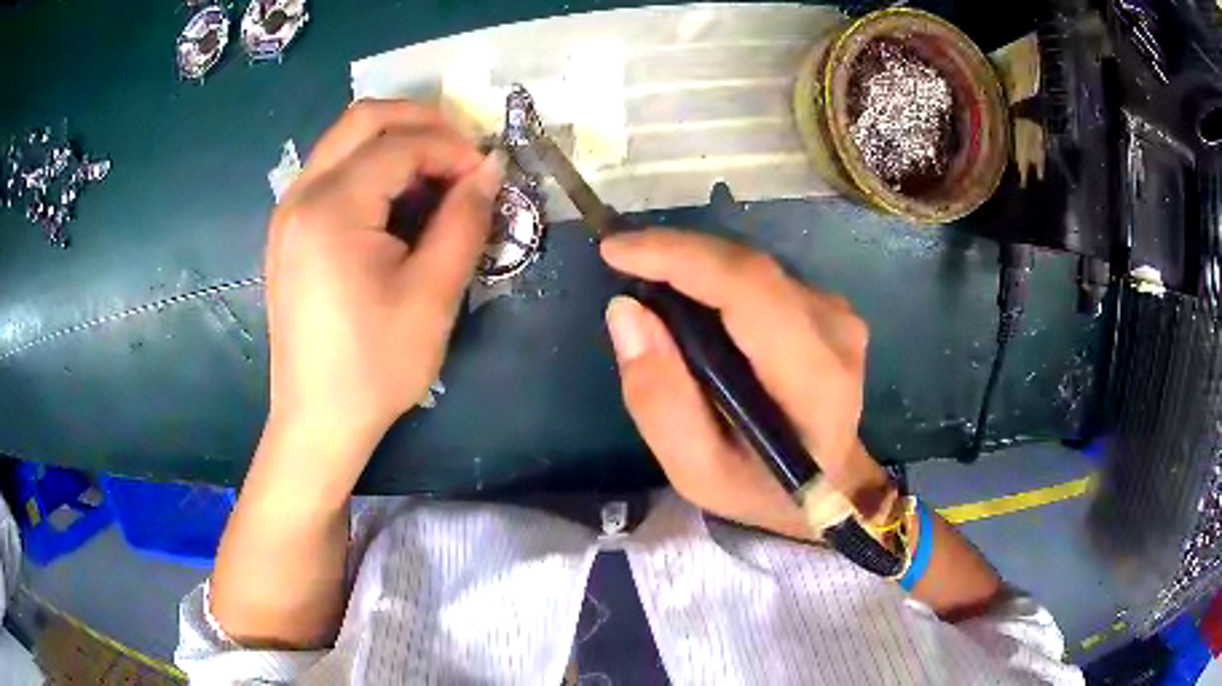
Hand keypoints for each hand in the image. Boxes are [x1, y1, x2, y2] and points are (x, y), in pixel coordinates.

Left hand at [264, 100, 502, 482]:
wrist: (318, 419)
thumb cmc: (375, 367)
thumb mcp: (433, 296)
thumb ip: (465, 220)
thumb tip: (490, 168)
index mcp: (332, 208)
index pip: (401, 144)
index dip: (453, 148)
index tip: (487, 175)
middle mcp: (301, 195)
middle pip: (364, 118)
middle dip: (422, 122)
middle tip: (462, 153)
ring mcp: (288, 210)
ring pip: (345, 139)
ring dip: (395, 141)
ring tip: (435, 177)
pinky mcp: (288, 229)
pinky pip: (331, 169)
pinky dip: (370, 166)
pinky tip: (395, 201)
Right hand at [601, 229, 892, 540]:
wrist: (831, 485)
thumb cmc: (764, 487)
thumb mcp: (698, 472)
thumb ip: (660, 401)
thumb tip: (626, 312)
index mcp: (814, 379)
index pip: (749, 289)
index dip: (680, 257)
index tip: (616, 251)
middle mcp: (836, 331)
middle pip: (748, 268)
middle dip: (676, 254)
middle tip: (621, 261)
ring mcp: (838, 313)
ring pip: (752, 268)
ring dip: (695, 266)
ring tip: (650, 284)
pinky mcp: (830, 306)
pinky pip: (762, 278)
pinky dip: (718, 279)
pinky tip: (692, 300)